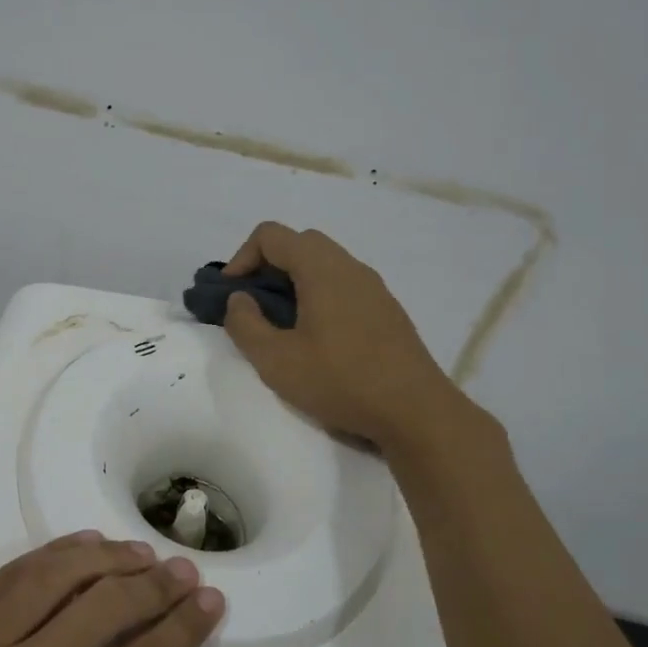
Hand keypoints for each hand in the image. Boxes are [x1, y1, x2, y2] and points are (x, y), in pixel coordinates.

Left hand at [0, 532, 222, 646]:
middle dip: (155, 584)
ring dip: (108, 557)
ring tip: (142, 553)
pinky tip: (85, 544)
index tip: (211, 601)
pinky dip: (55, 553)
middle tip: (186, 570)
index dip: (180, 627)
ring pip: (55, 578)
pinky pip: (10, 576)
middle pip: (101, 609)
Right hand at [221, 221, 463, 448]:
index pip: (271, 235)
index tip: (231, 295)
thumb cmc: (341, 381)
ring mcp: (374, 287)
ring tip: (282, 324)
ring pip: (324, 264)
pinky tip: (318, 339)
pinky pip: (344, 285)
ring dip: (294, 282)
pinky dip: (319, 295)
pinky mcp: (387, 310)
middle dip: (267, 266)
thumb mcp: (276, 360)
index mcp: (321, 269)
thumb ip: (245, 324)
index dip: (241, 258)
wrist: (416, 411)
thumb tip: (239, 299)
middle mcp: (350, 267)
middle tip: (253, 305)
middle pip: (299, 243)